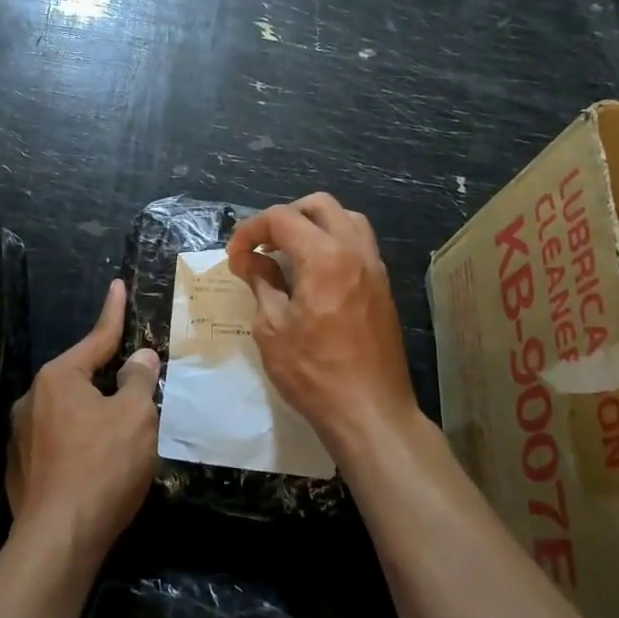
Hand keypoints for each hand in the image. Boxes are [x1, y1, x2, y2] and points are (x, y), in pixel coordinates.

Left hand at [7, 279, 160, 561]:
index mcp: (59, 378)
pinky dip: (80, 442)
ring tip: (121, 436)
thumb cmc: (103, 467)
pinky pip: (58, 441)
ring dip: (94, 414)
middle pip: (81, 377)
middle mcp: (32, 399)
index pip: (96, 338)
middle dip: (108, 378)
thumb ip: (138, 380)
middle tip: (136, 385)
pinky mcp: (21, 469)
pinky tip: (97, 466)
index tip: (116, 285)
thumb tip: (140, 358)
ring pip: (69, 411)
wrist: (59, 540)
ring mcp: (21, 436)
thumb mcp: (135, 417)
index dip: (113, 312)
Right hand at [227, 193, 420, 455]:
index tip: (235, 256)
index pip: (281, 218)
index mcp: (324, 257)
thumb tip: (250, 261)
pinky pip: (358, 244)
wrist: (370, 412)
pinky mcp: (383, 287)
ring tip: (288, 253)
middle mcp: (354, 251)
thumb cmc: (313, 372)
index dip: (250, 230)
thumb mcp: (272, 328)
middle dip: (285, 217)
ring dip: (314, 225)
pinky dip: (333, 243)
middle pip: (319, 205)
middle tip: (262, 246)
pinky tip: (313, 273)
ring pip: (346, 219)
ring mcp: (374, 268)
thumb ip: (262, 284)